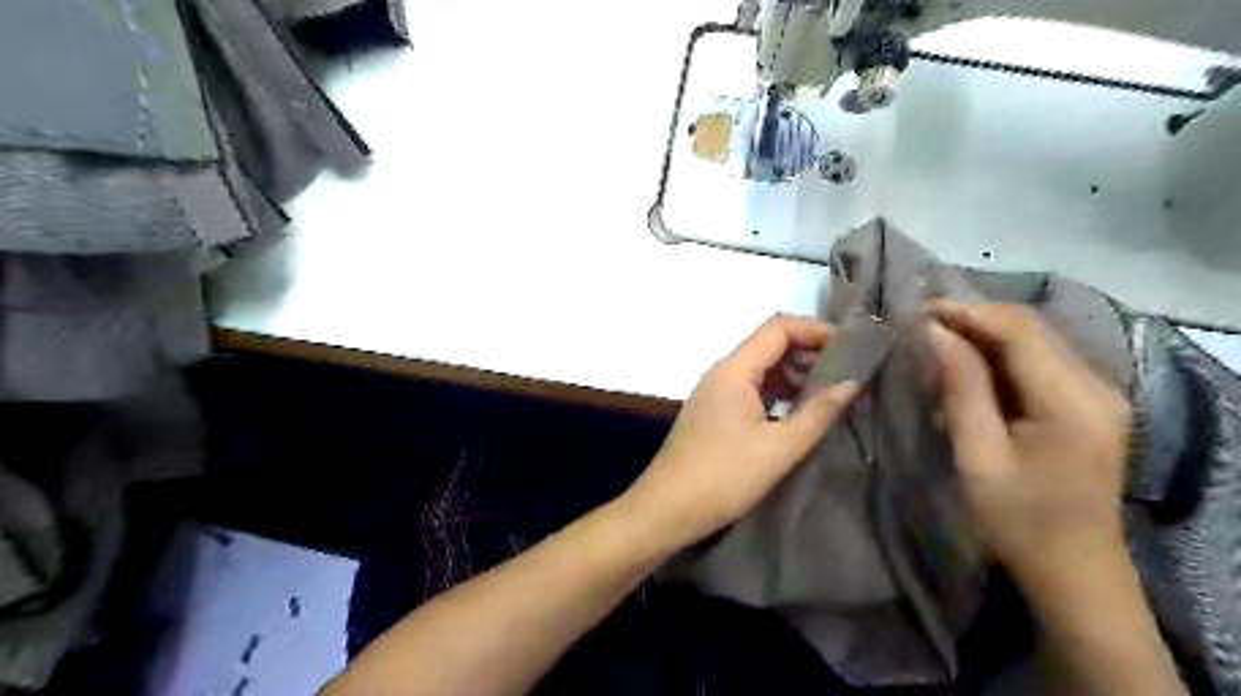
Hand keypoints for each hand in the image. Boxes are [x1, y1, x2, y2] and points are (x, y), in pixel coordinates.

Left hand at [627, 315, 860, 549]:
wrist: (666, 509)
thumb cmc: (724, 477)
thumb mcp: (780, 448)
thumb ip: (818, 412)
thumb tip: (853, 382)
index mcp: (734, 370)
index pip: (778, 327)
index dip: (816, 330)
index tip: (852, 349)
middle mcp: (722, 372)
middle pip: (769, 344)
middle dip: (810, 353)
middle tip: (848, 375)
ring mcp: (715, 392)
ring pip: (760, 368)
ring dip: (795, 374)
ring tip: (831, 395)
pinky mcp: (713, 412)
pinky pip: (751, 388)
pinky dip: (778, 392)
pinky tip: (799, 412)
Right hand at [932, 300, 1132, 587]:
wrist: (1074, 572)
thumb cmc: (1018, 520)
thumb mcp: (978, 455)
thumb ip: (961, 388)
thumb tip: (935, 333)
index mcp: (1072, 401)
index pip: (1018, 330)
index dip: (966, 312)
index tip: (917, 311)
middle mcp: (1096, 386)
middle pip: (1030, 328)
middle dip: (972, 319)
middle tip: (920, 327)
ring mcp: (1098, 395)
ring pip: (1034, 341)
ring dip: (983, 337)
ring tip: (936, 347)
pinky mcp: (1089, 406)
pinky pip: (1039, 363)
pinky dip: (999, 359)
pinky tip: (967, 374)